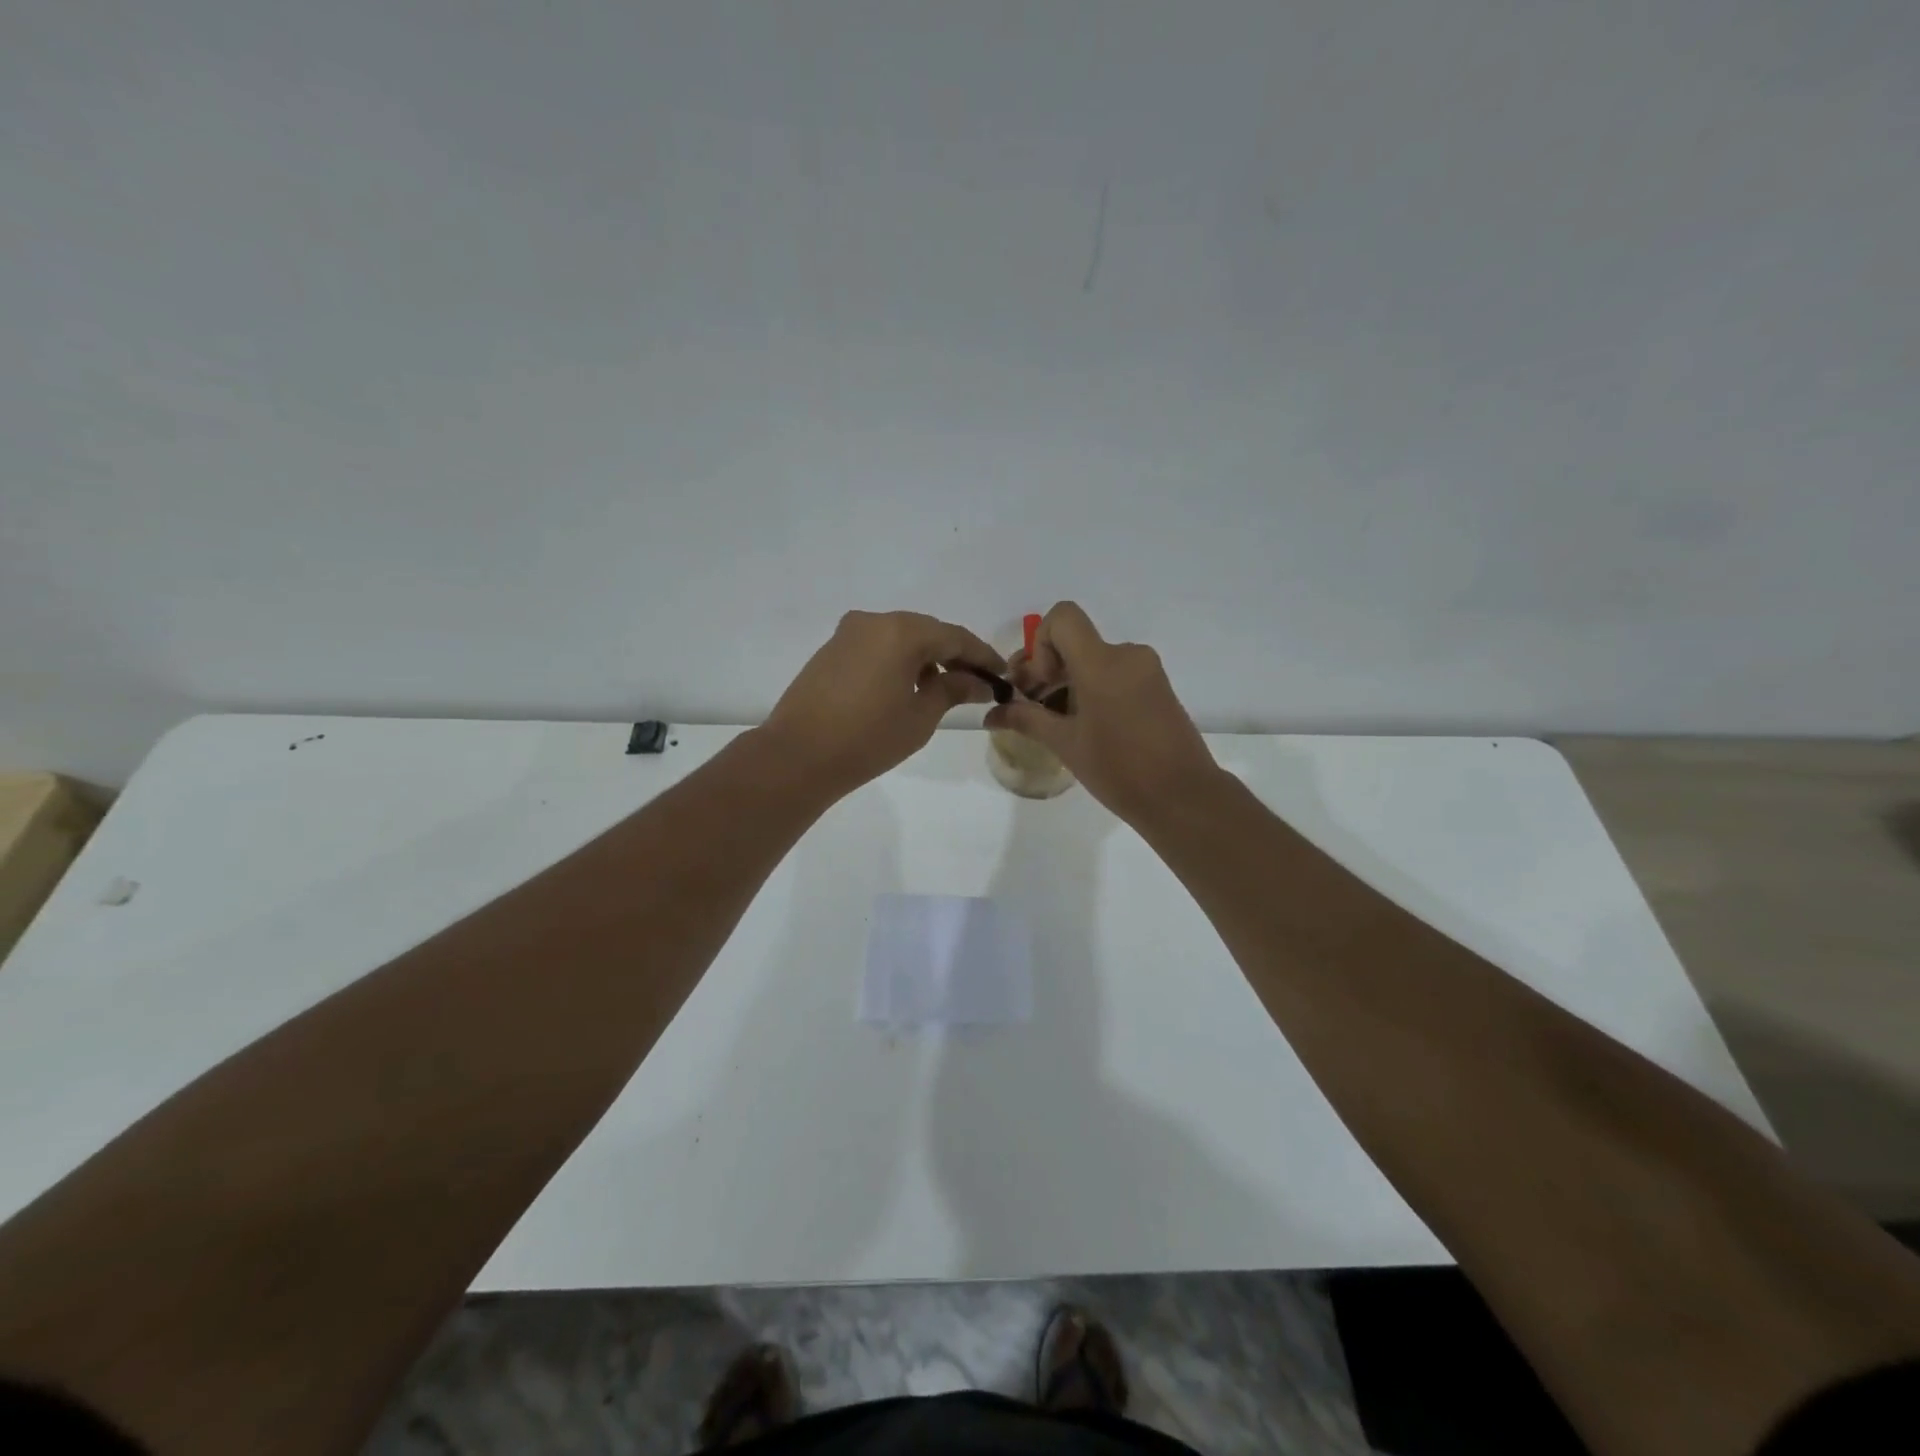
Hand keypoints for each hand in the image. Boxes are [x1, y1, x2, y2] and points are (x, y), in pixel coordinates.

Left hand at [762, 610, 1005, 796]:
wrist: (797, 756)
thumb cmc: (868, 738)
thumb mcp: (920, 717)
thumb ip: (952, 689)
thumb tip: (978, 681)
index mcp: (902, 631)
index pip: (955, 637)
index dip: (983, 656)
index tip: (1002, 675)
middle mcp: (874, 621)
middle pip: (927, 632)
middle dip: (954, 655)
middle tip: (977, 682)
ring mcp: (848, 633)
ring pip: (900, 638)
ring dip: (926, 657)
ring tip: (944, 688)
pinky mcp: (831, 649)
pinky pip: (877, 646)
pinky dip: (899, 660)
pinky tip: (908, 686)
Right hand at [985, 602, 1221, 823]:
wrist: (1183, 797)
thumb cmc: (1120, 770)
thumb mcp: (1065, 744)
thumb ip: (1026, 719)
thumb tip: (990, 715)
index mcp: (1103, 663)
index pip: (1063, 617)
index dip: (1041, 642)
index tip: (1042, 683)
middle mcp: (1127, 655)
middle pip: (1075, 642)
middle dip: (1046, 667)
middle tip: (1027, 704)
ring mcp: (1146, 670)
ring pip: (1094, 659)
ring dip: (1067, 681)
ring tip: (1053, 720)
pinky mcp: (1157, 687)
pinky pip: (1114, 673)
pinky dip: (1091, 688)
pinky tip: (1082, 724)